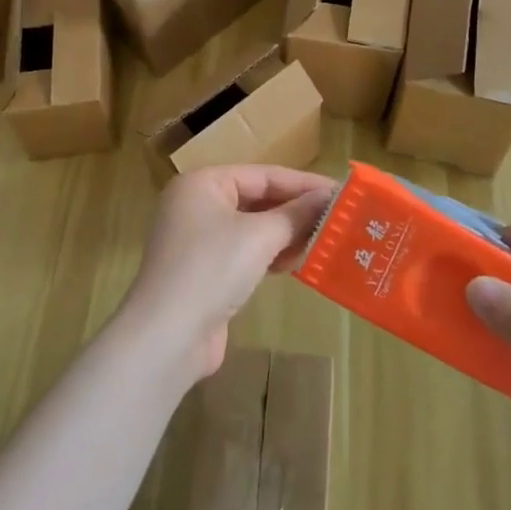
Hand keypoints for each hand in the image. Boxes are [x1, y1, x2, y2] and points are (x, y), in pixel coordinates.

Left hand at [121, 166, 336, 384]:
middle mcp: (196, 205)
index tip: (342, 191)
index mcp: (202, 183)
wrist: (168, 335)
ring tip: (325, 240)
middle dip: (295, 210)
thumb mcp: (259, 236)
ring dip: (285, 234)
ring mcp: (197, 240)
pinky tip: (296, 263)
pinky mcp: (204, 272)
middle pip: (256, 199)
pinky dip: (269, 255)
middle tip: (339, 217)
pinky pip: (244, 252)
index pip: (262, 174)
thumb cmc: (212, 268)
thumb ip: (295, 214)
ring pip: (251, 228)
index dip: (303, 183)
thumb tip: (329, 196)